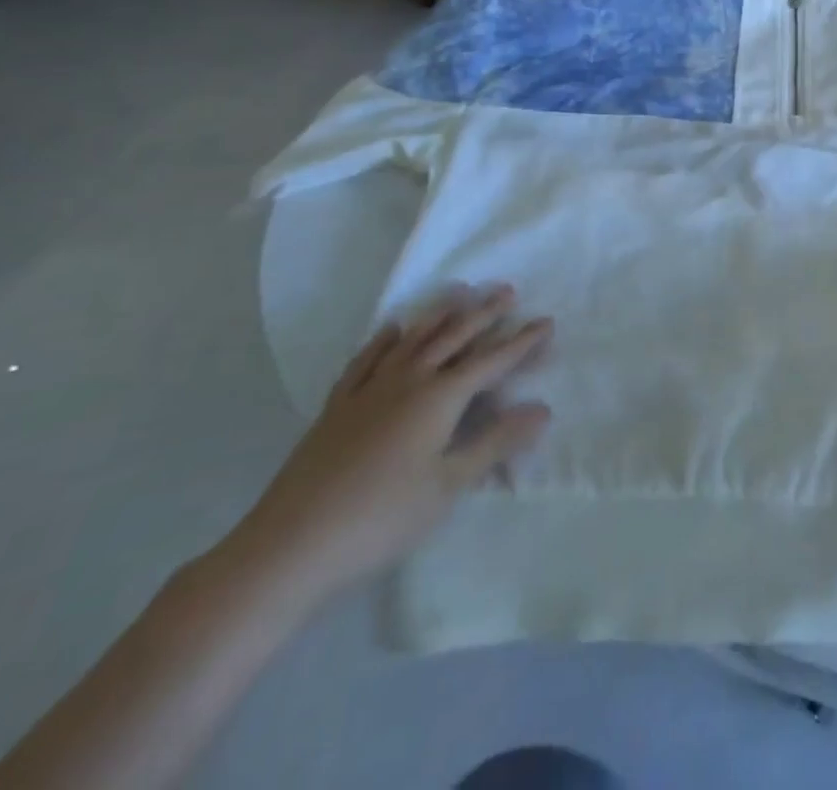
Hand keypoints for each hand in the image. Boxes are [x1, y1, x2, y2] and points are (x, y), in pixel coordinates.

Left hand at [219, 285, 552, 608]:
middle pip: (453, 338)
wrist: (289, 546)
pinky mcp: (338, 406)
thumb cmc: (381, 518)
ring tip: (459, 293)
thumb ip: (495, 442)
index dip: (521, 342)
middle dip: (484, 314)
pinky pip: (367, 360)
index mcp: (439, 398)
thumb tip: (542, 409)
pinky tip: (392, 329)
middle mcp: (408, 381)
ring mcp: (369, 390)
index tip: (546, 322)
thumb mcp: (448, 485)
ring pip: (412, 340)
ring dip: (439, 314)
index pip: (491, 361)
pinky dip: (384, 340)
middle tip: (506, 290)